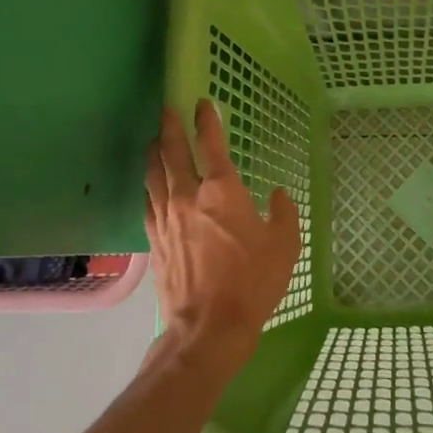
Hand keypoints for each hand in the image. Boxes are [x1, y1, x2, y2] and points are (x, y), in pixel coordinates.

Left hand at [145, 99, 301, 377]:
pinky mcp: (154, 241)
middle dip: (170, 127)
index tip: (203, 103)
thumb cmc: (252, 283)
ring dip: (153, 152)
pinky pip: (148, 203)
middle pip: (172, 152)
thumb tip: (277, 195)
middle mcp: (188, 197)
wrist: (208, 328)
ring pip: (154, 175)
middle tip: (168, 109)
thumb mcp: (284, 246)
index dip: (207, 121)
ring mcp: (166, 219)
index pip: (211, 145)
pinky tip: (149, 184)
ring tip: (153, 139)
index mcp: (222, 192)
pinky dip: (149, 186)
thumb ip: (283, 214)